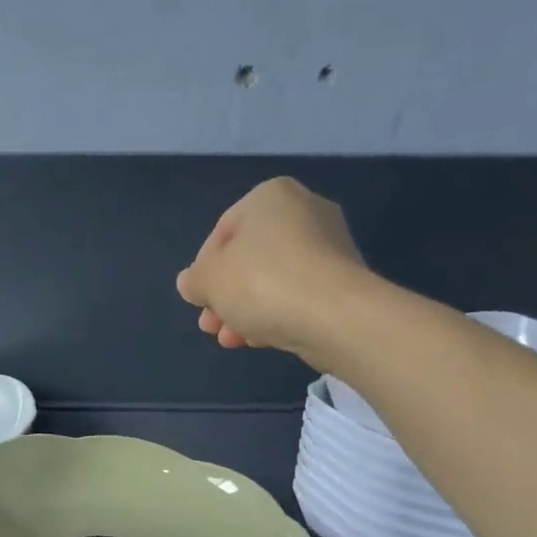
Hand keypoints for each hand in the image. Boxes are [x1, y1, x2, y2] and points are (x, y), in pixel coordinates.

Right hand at [177, 176, 369, 358]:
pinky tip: (261, 340)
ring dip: (246, 311)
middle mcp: (304, 211)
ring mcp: (329, 246)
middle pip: (248, 259)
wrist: (335, 315)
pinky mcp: (344, 281)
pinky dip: (276, 315)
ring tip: (231, 340)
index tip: (197, 299)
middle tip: (211, 326)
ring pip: (272, 281)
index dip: (203, 270)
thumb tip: (192, 283)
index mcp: (270, 196)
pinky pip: (298, 295)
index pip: (222, 232)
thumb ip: (193, 280)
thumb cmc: (261, 283)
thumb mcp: (208, 281)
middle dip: (225, 296)